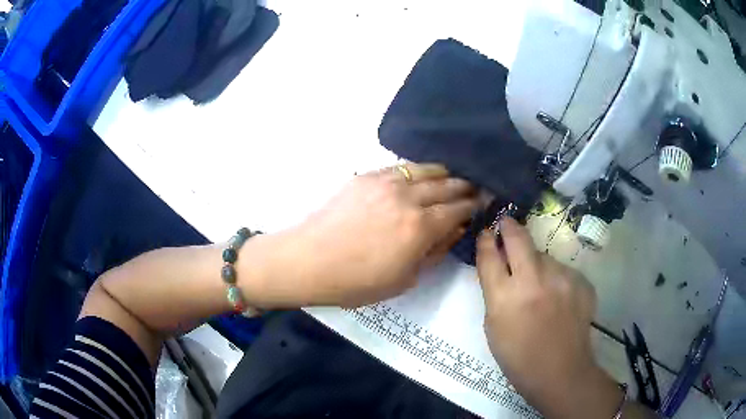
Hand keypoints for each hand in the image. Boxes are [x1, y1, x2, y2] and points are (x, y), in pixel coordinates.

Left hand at [245, 163, 477, 307]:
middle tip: (475, 189)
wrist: (308, 261)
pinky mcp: (367, 176)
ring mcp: (386, 182)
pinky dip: (419, 170)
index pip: (458, 210)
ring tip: (453, 179)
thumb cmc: (356, 281)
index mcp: (420, 227)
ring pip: (427, 170)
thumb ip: (435, 252)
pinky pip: (402, 167)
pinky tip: (421, 175)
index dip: (474, 206)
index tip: (483, 204)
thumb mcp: (404, 279)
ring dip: (445, 174)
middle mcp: (408, 197)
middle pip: (447, 185)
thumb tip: (455, 230)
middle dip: (465, 188)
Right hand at [476, 218, 621, 418]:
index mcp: (505, 297)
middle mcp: (534, 280)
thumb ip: (495, 292)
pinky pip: (562, 270)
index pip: (490, 255)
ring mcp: (562, 278)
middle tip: (506, 224)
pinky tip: (558, 299)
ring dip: (536, 263)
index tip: (487, 231)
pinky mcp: (581, 281)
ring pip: (544, 255)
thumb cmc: (518, 357)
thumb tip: (499, 265)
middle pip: (518, 238)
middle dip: (509, 226)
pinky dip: (556, 279)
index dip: (486, 239)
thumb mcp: (493, 327)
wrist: (561, 372)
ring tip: (539, 286)